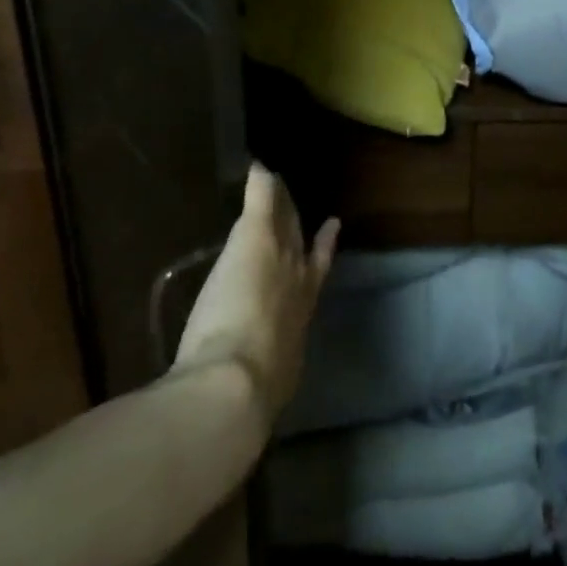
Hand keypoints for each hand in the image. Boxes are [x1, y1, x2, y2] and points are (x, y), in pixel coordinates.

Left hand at [173, 163, 338, 429]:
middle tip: (308, 210)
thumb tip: (260, 401)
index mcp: (299, 319)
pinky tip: (258, 164)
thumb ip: (267, 381)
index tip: (329, 233)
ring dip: (281, 204)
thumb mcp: (269, 388)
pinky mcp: (256, 237)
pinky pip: (262, 200)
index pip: (313, 280)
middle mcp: (297, 283)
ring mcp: (278, 256)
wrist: (237, 383)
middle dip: (303, 229)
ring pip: (283, 221)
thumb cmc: (253, 394)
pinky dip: (261, 182)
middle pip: (302, 248)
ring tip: (278, 183)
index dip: (320, 256)